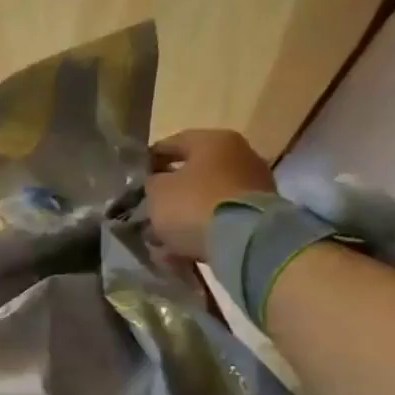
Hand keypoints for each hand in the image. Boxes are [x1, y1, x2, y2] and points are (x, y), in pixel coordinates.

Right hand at [144, 129, 276, 259]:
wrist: (244, 241)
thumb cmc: (193, 205)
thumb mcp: (157, 191)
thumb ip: (152, 184)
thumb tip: (157, 185)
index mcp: (213, 141)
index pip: (173, 143)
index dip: (150, 160)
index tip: (135, 177)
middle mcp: (239, 157)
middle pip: (193, 175)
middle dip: (169, 196)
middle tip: (148, 212)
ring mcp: (253, 187)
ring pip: (206, 202)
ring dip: (184, 219)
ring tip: (163, 242)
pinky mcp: (258, 216)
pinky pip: (220, 222)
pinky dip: (202, 234)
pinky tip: (183, 253)